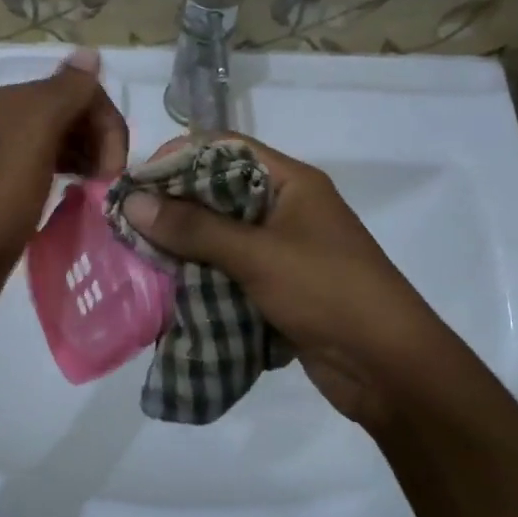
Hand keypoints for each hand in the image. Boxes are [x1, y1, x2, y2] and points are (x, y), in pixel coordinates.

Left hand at [0, 47, 127, 319]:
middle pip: (75, 112)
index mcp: (13, 100)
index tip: (115, 166)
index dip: (106, 122)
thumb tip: (91, 52)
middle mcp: (9, 118)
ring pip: (68, 139)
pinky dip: (77, 172)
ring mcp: (9, 152)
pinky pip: (56, 163)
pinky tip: (84, 191)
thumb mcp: (34, 138)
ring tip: (101, 189)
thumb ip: (65, 92)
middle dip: (101, 140)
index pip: (80, 89)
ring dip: (92, 157)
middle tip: (109, 181)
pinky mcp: (13, 183)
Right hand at [119, 138, 459, 431]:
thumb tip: (132, 202)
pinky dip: (201, 277)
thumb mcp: (258, 255)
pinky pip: (230, 271)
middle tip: (128, 224)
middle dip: (174, 207)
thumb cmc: (327, 292)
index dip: (178, 158)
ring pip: (221, 236)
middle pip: (218, 193)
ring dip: (184, 246)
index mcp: (291, 183)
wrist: (388, 367)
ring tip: (138, 257)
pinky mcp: (278, 287)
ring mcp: (282, 250)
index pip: (225, 149)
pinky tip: (167, 288)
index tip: (135, 182)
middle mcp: (285, 209)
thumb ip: (195, 229)